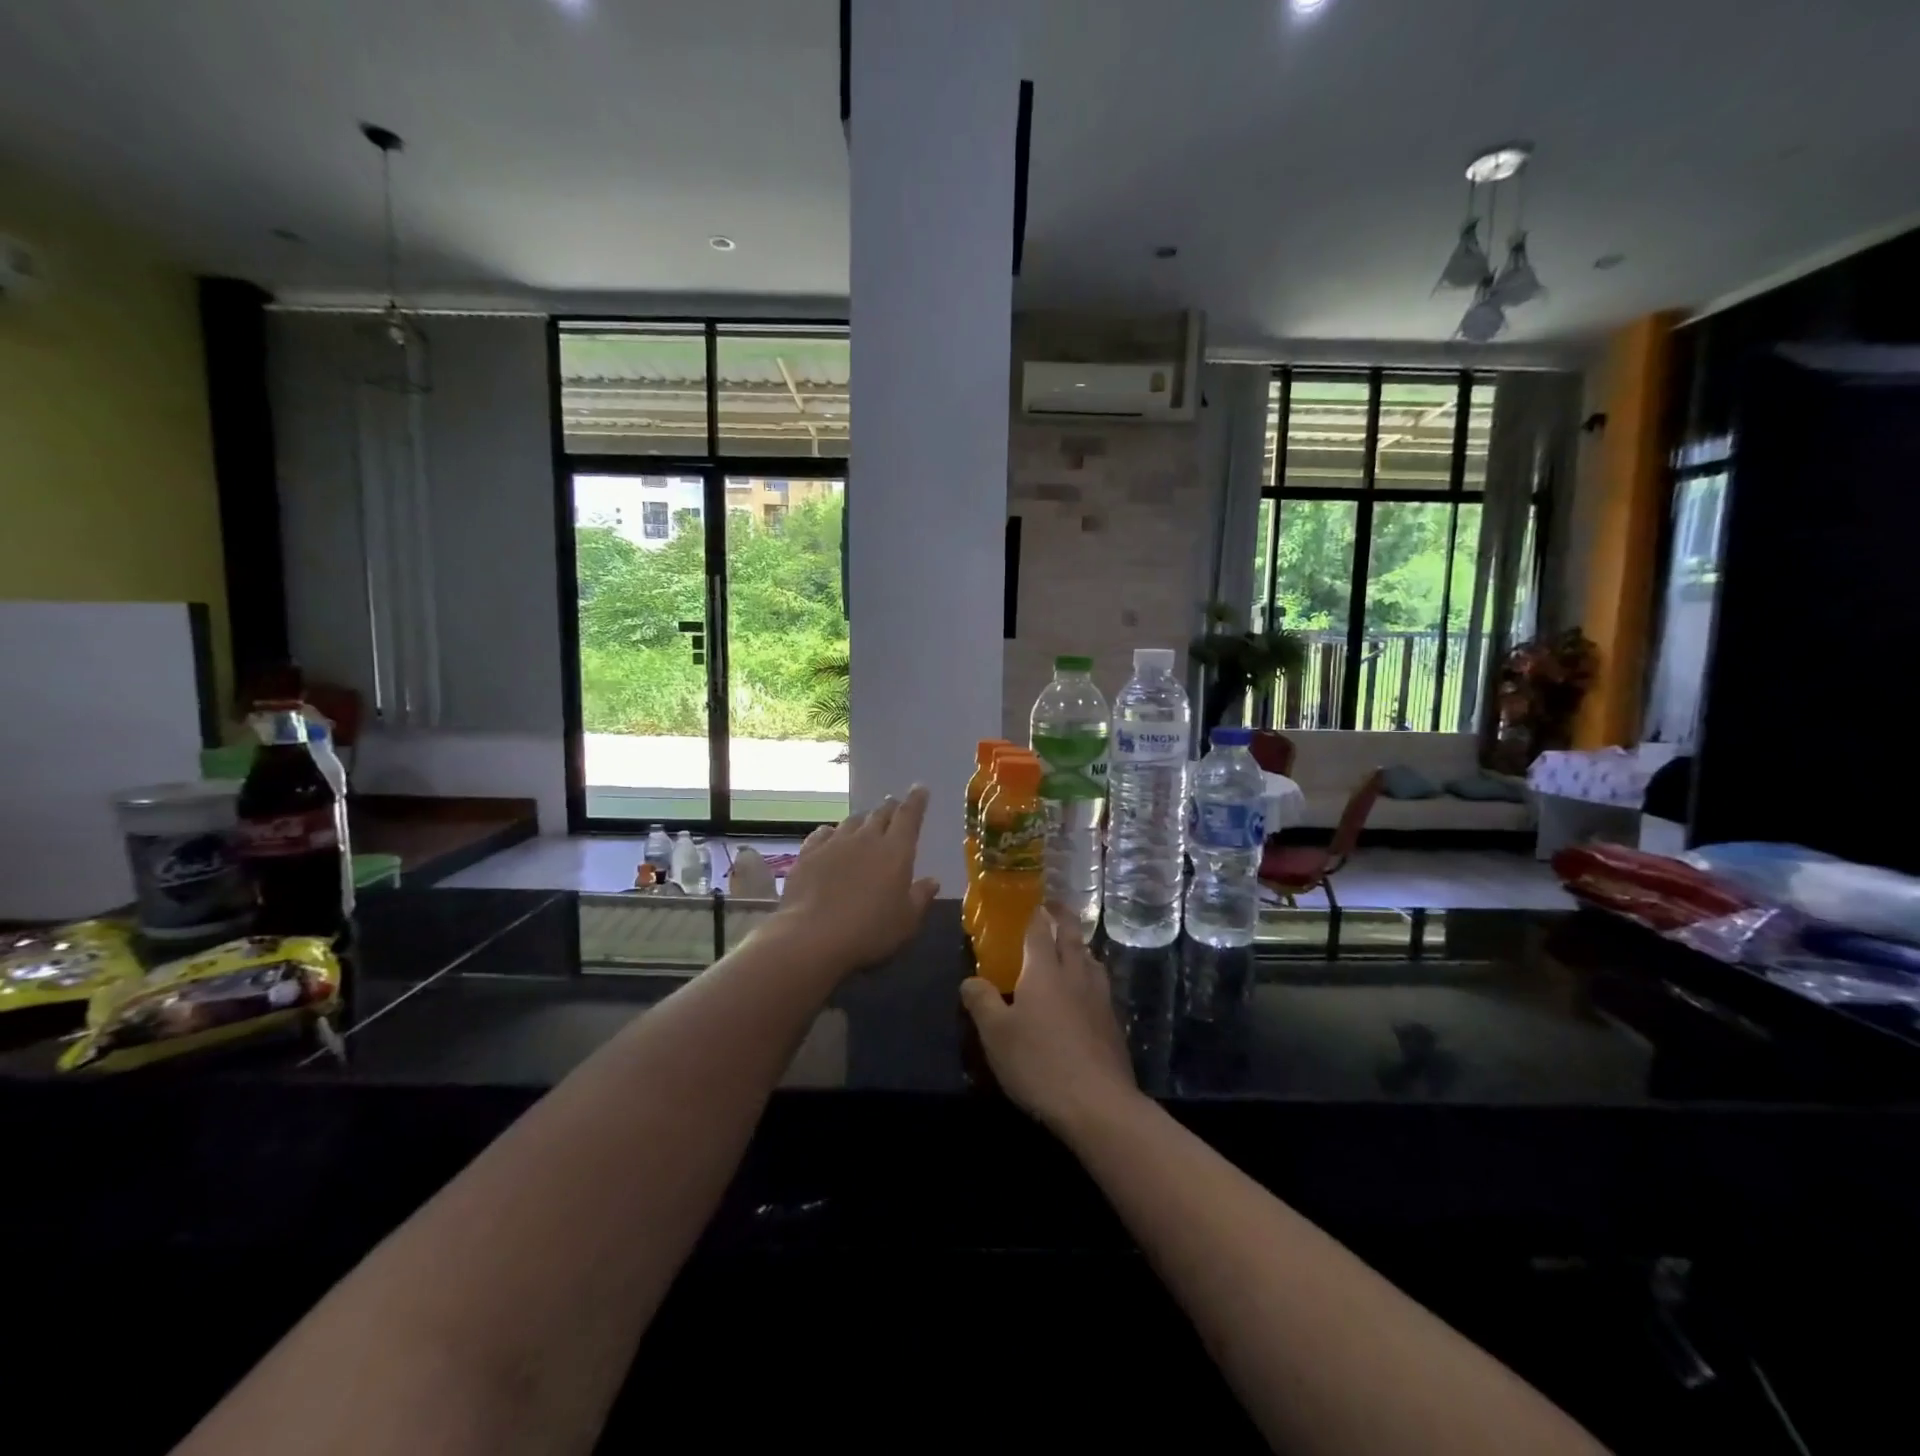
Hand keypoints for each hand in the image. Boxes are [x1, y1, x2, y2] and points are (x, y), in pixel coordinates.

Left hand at [773, 786, 940, 976]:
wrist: (812, 935)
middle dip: (890, 807)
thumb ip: (920, 897)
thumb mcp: (906, 921)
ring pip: (852, 821)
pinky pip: (823, 833)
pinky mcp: (808, 853)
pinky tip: (830, 836)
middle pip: (880, 814)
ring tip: (865, 822)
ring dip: (862, 820)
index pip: (909, 816)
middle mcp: (866, 839)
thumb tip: (932, 881)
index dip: (916, 800)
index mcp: (896, 851)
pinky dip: (832, 832)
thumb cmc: (869, 930)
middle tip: (894, 804)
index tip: (920, 788)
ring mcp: (834, 843)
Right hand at [960, 907, 1139, 1135]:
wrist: (1097, 1103)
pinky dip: (1091, 975)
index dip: (1035, 914)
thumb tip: (969, 979)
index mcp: (1044, 971)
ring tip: (1072, 947)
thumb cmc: (1039, 1063)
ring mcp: (1099, 998)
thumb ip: (982, 1002)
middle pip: (1071, 937)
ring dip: (1080, 946)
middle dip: (1062, 919)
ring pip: (1091, 959)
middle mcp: (1075, 975)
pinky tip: (1086, 991)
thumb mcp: (996, 1035)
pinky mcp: (1113, 1022)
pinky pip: (1100, 985)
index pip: (1039, 931)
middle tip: (1054, 908)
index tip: (1033, 901)